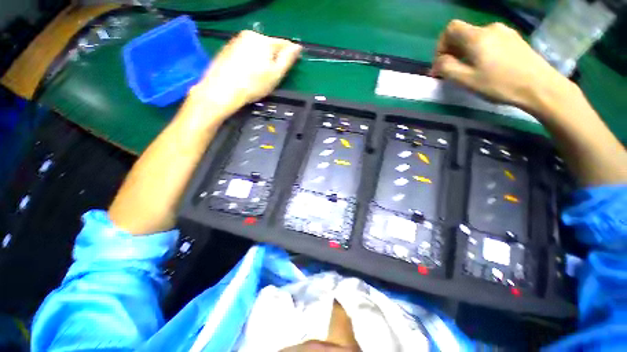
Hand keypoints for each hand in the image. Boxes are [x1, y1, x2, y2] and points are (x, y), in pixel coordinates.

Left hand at [190, 30, 301, 114]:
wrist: (221, 90)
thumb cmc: (253, 85)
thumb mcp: (275, 75)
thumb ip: (288, 59)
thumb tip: (297, 47)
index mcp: (264, 41)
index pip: (283, 43)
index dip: (290, 53)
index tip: (293, 62)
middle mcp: (250, 35)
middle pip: (269, 46)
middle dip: (273, 58)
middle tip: (272, 75)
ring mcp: (236, 40)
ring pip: (256, 49)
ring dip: (261, 59)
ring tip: (258, 76)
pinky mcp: (227, 48)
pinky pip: (245, 52)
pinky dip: (249, 60)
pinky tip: (247, 74)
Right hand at [431, 20, 571, 112]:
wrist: (540, 86)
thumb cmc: (500, 84)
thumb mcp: (466, 80)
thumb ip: (447, 68)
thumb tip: (439, 61)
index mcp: (477, 36)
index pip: (450, 29)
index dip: (441, 45)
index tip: (441, 64)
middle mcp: (490, 28)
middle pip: (464, 34)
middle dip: (452, 51)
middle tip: (452, 71)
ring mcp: (505, 32)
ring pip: (477, 38)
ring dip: (467, 52)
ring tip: (469, 70)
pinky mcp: (514, 39)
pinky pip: (490, 41)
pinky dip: (481, 51)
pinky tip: (486, 66)